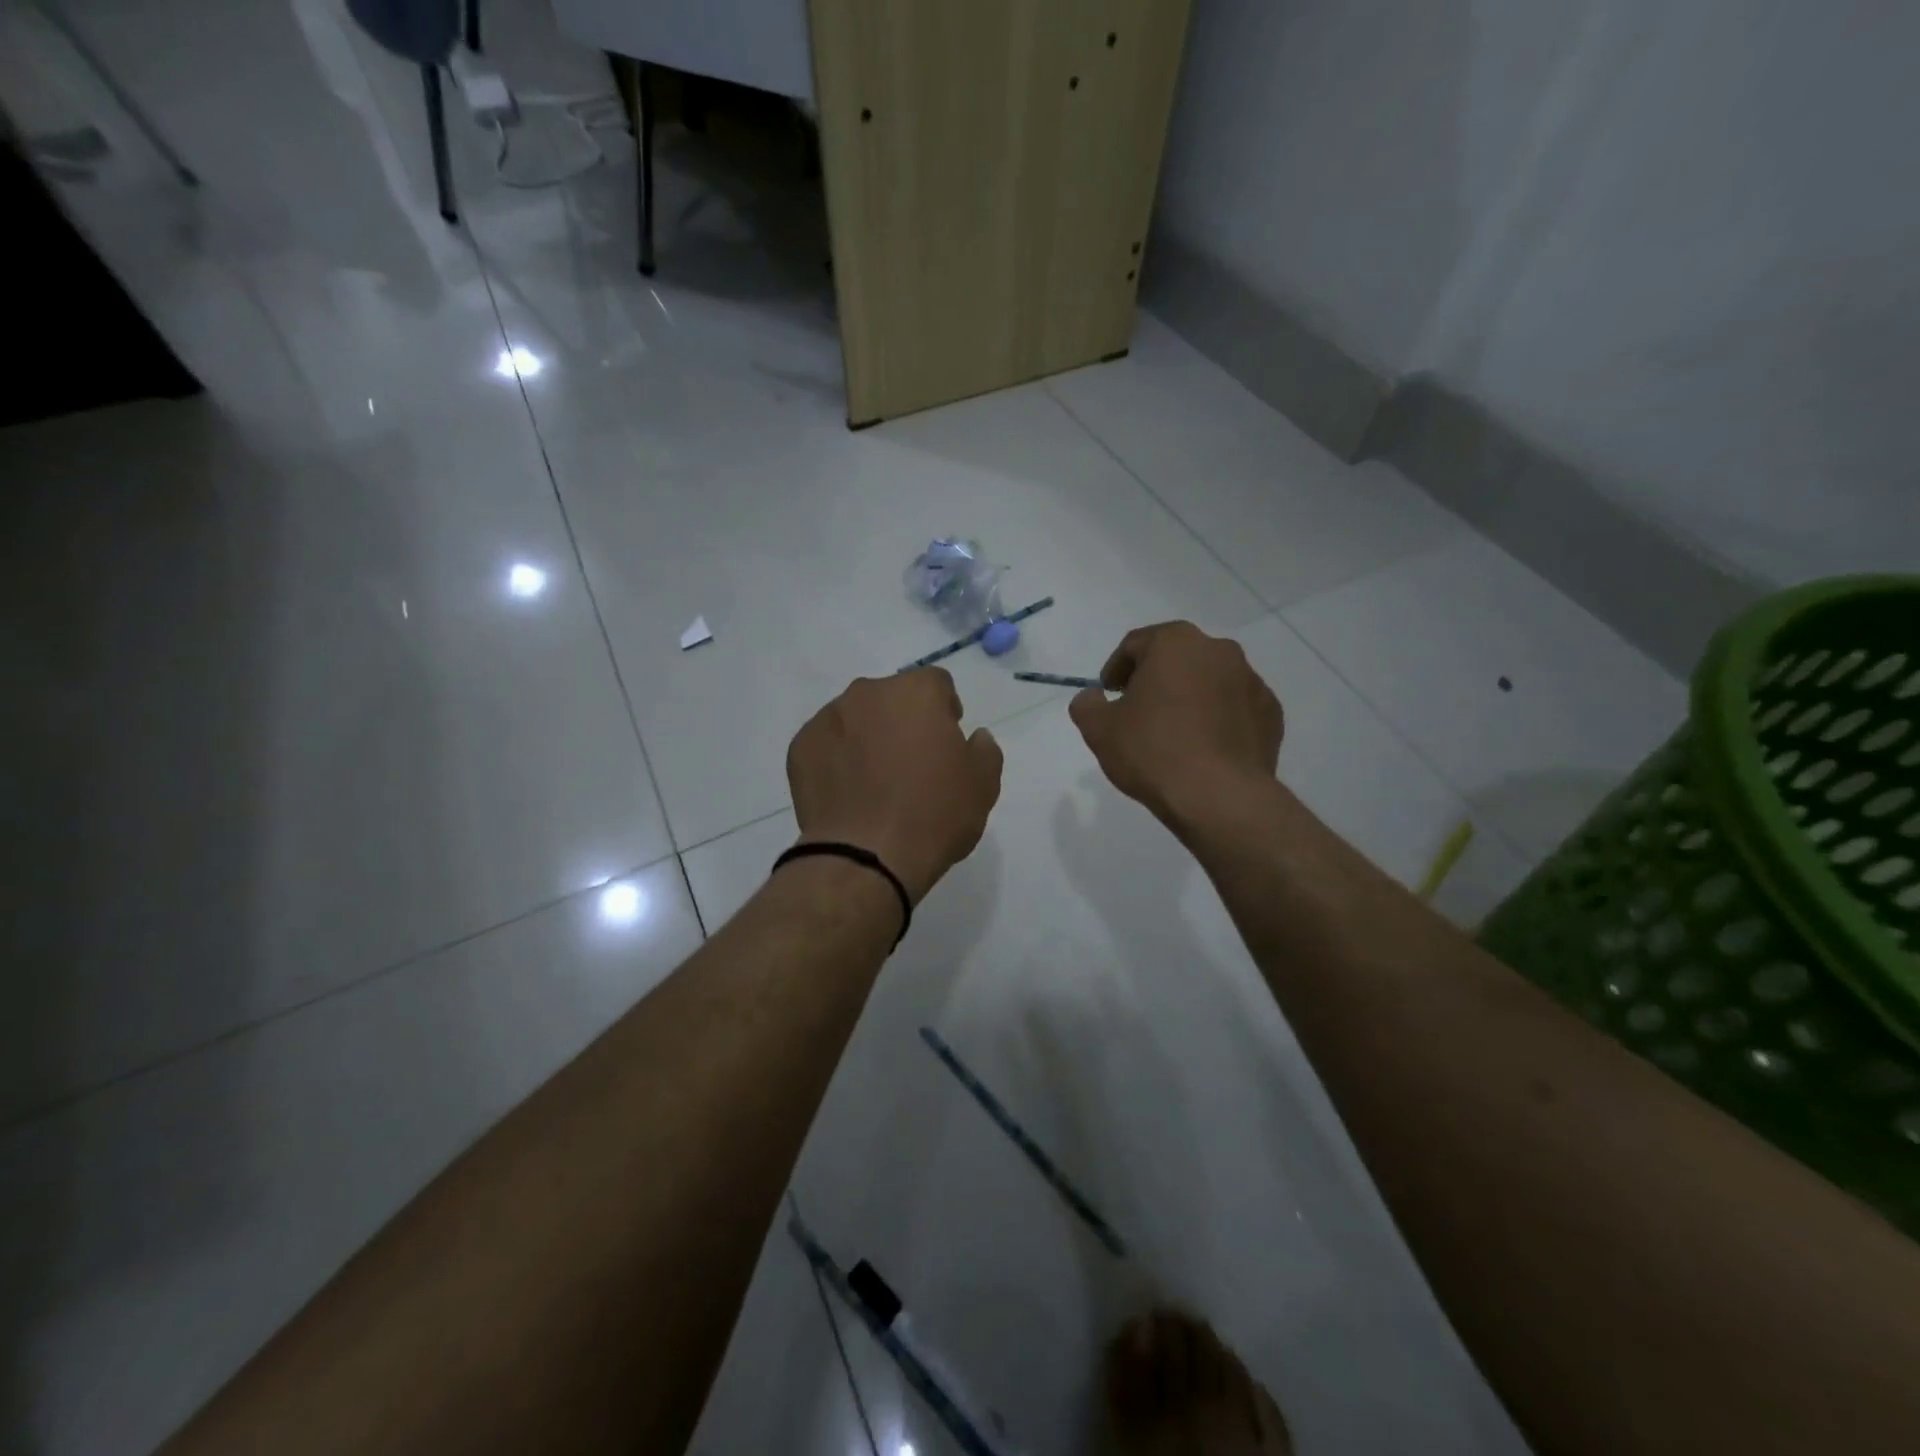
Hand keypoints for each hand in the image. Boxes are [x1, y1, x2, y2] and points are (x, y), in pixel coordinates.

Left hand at [787, 669, 1003, 903]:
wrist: (865, 856)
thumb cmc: (934, 815)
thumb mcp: (983, 785)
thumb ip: (984, 750)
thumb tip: (974, 737)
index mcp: (916, 692)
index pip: (936, 684)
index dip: (945, 710)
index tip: (946, 742)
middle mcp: (868, 693)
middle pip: (892, 698)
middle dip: (903, 721)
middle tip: (911, 764)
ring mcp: (828, 718)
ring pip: (856, 719)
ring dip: (867, 738)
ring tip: (874, 782)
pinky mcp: (800, 748)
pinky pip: (827, 745)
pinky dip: (837, 760)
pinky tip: (847, 794)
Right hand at [1069, 622, 1283, 830]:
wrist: (1220, 797)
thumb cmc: (1153, 752)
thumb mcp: (1098, 729)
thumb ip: (1087, 705)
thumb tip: (1093, 697)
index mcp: (1175, 643)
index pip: (1135, 645)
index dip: (1115, 669)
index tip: (1108, 696)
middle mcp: (1218, 650)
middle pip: (1176, 657)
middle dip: (1155, 679)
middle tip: (1138, 712)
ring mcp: (1251, 681)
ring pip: (1209, 681)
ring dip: (1189, 697)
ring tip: (1174, 734)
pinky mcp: (1271, 713)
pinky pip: (1235, 708)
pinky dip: (1218, 719)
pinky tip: (1204, 749)